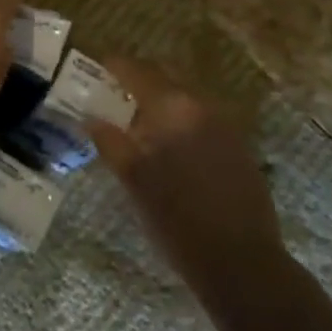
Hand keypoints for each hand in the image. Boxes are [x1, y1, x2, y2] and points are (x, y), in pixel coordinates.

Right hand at [88, 59, 283, 298]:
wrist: (242, 264)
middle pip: (165, 80)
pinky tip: (169, 148)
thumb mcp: (135, 182)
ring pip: (185, 101)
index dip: (116, 66)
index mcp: (175, 108)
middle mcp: (204, 107)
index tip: (98, 66)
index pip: (139, 72)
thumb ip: (110, 142)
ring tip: (138, 124)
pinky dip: (180, 123)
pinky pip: (202, 121)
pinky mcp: (239, 149)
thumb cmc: (178, 221)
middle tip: (114, 95)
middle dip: (139, 82)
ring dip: (161, 104)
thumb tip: (89, 117)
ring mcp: (226, 127)